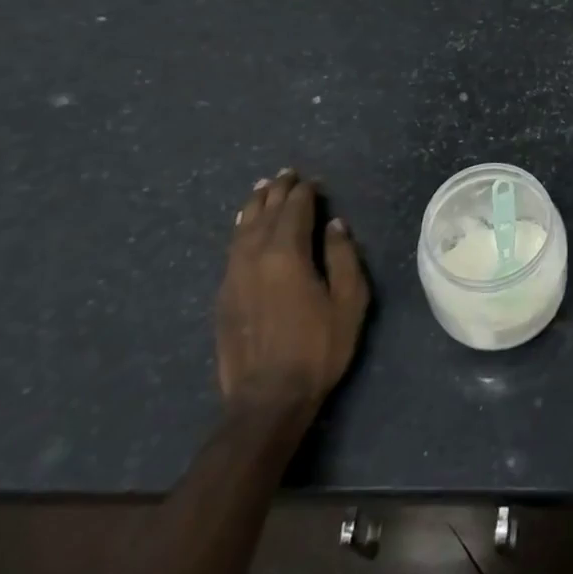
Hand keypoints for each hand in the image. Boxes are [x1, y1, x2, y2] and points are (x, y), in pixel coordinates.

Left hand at [215, 169, 369, 419]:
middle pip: (265, 213)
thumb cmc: (318, 347)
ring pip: (242, 228)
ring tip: (263, 189)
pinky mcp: (223, 296)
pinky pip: (231, 248)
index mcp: (287, 254)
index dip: (305, 192)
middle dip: (278, 191)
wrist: (267, 399)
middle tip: (287, 174)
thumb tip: (335, 225)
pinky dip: (241, 229)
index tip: (313, 180)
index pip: (295, 209)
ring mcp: (233, 276)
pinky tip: (244, 226)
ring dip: (254, 205)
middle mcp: (254, 257)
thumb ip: (343, 256)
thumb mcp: (349, 300)